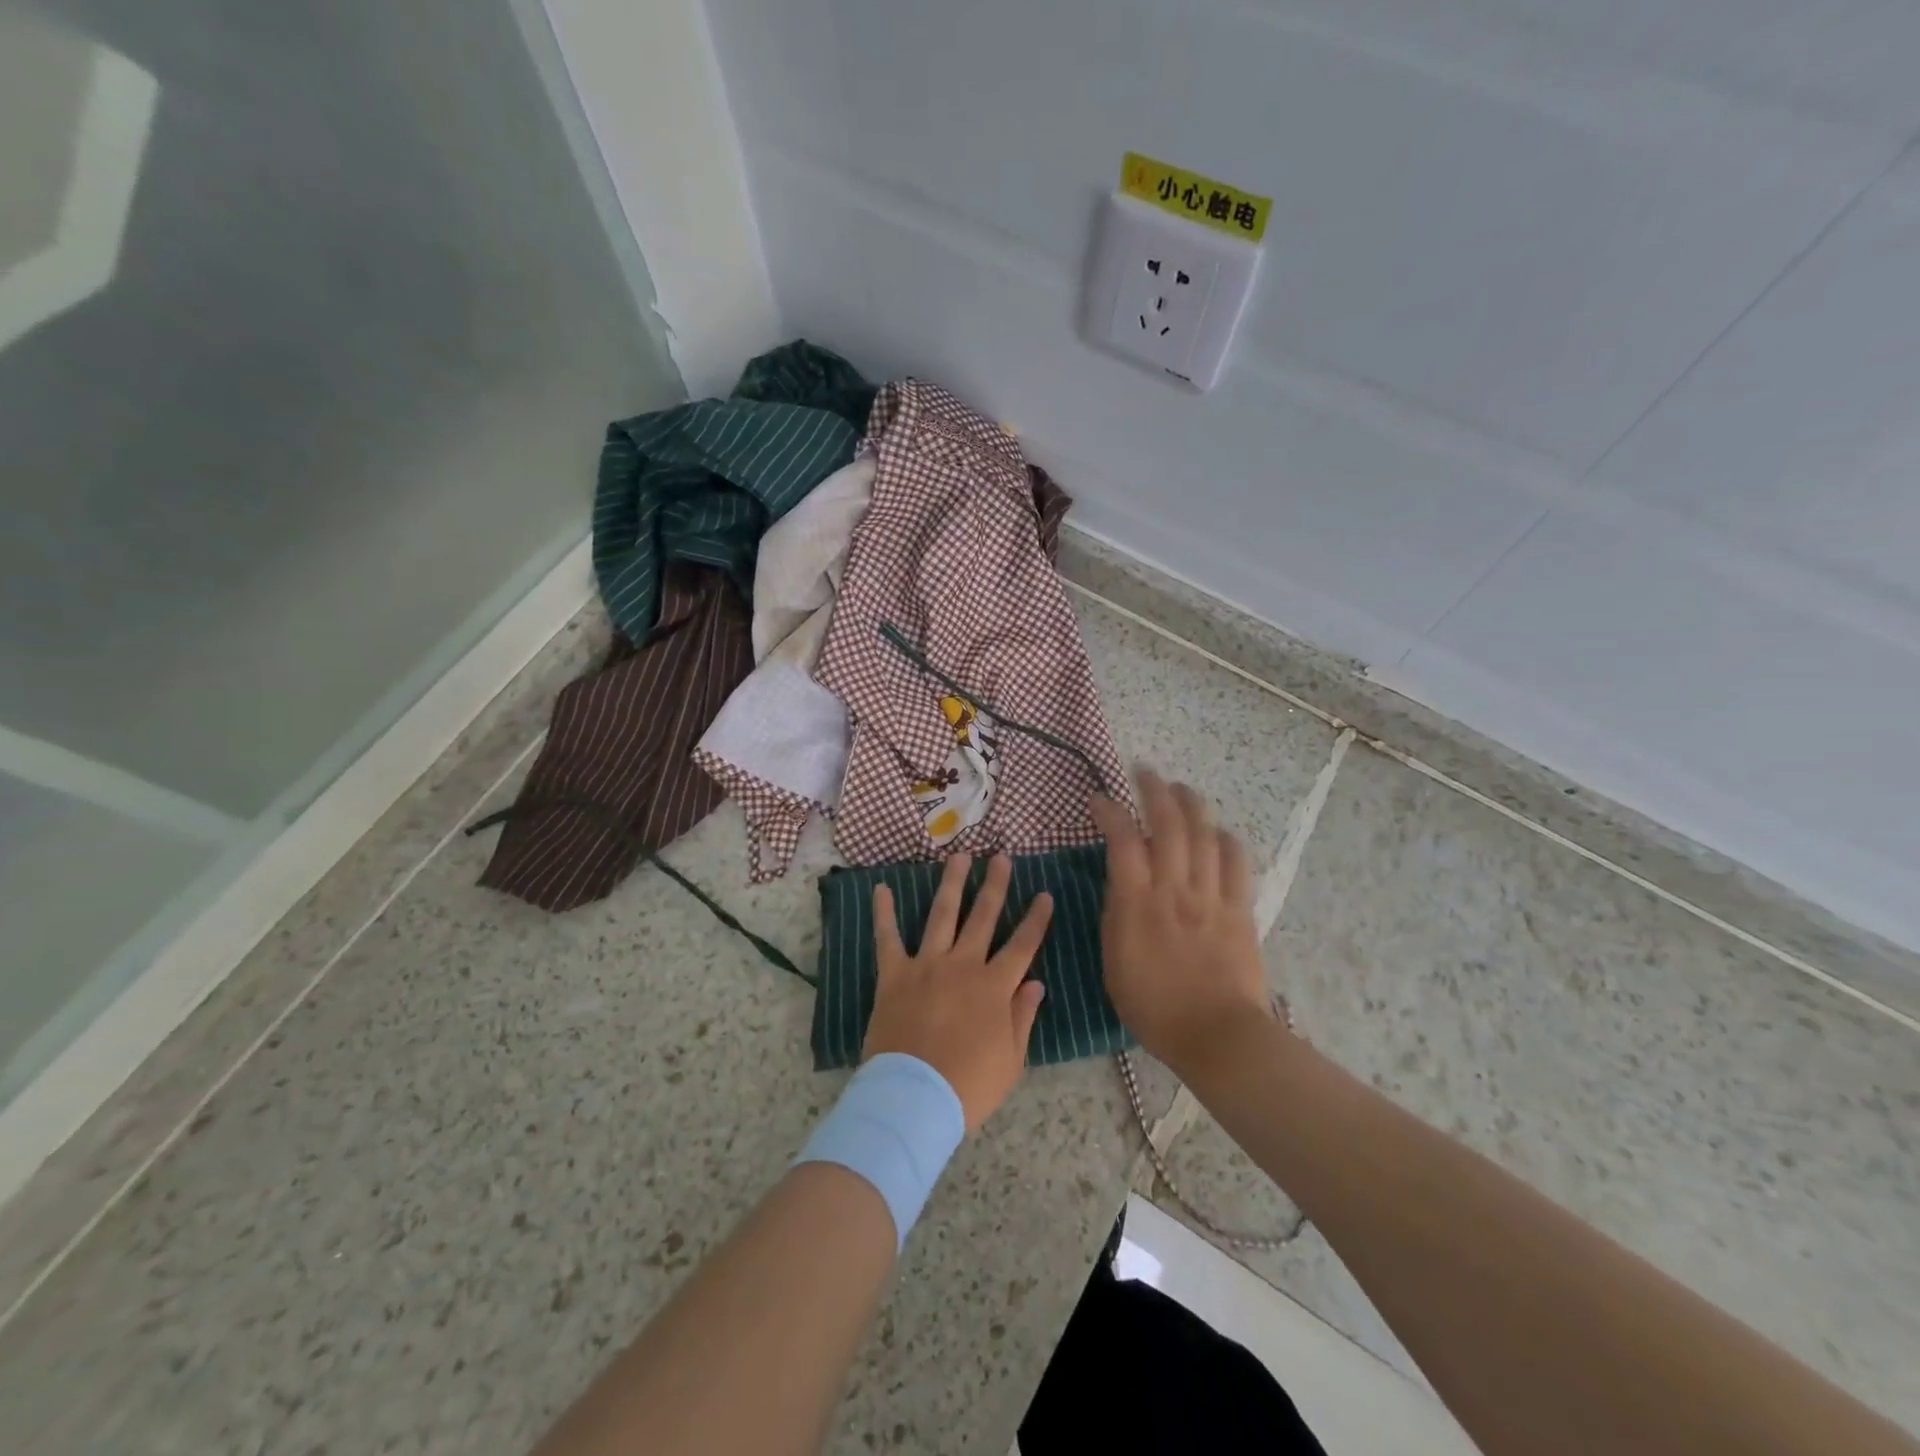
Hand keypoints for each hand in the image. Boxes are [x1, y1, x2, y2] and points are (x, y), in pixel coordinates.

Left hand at [864, 854, 1052, 1131]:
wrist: (915, 1098)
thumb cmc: (969, 1086)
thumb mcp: (1011, 1059)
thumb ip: (1023, 1016)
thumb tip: (1036, 983)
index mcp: (995, 987)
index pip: (1023, 945)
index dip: (1036, 919)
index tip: (1045, 894)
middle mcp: (964, 965)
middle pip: (984, 916)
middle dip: (995, 885)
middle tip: (1002, 857)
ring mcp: (927, 965)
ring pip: (943, 914)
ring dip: (953, 883)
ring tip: (960, 856)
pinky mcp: (894, 974)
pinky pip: (887, 938)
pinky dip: (883, 913)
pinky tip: (881, 888)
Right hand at [1090, 770, 1271, 1079]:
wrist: (1216, 1035)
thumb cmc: (1153, 1007)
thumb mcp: (1113, 961)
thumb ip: (1116, 915)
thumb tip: (1121, 883)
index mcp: (1137, 903)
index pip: (1123, 840)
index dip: (1110, 811)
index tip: (1099, 799)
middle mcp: (1174, 888)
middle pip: (1168, 824)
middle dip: (1155, 790)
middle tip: (1145, 772)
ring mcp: (1210, 896)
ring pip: (1204, 834)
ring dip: (1191, 804)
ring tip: (1181, 788)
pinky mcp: (1239, 909)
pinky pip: (1236, 863)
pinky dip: (1226, 840)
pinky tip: (1219, 831)